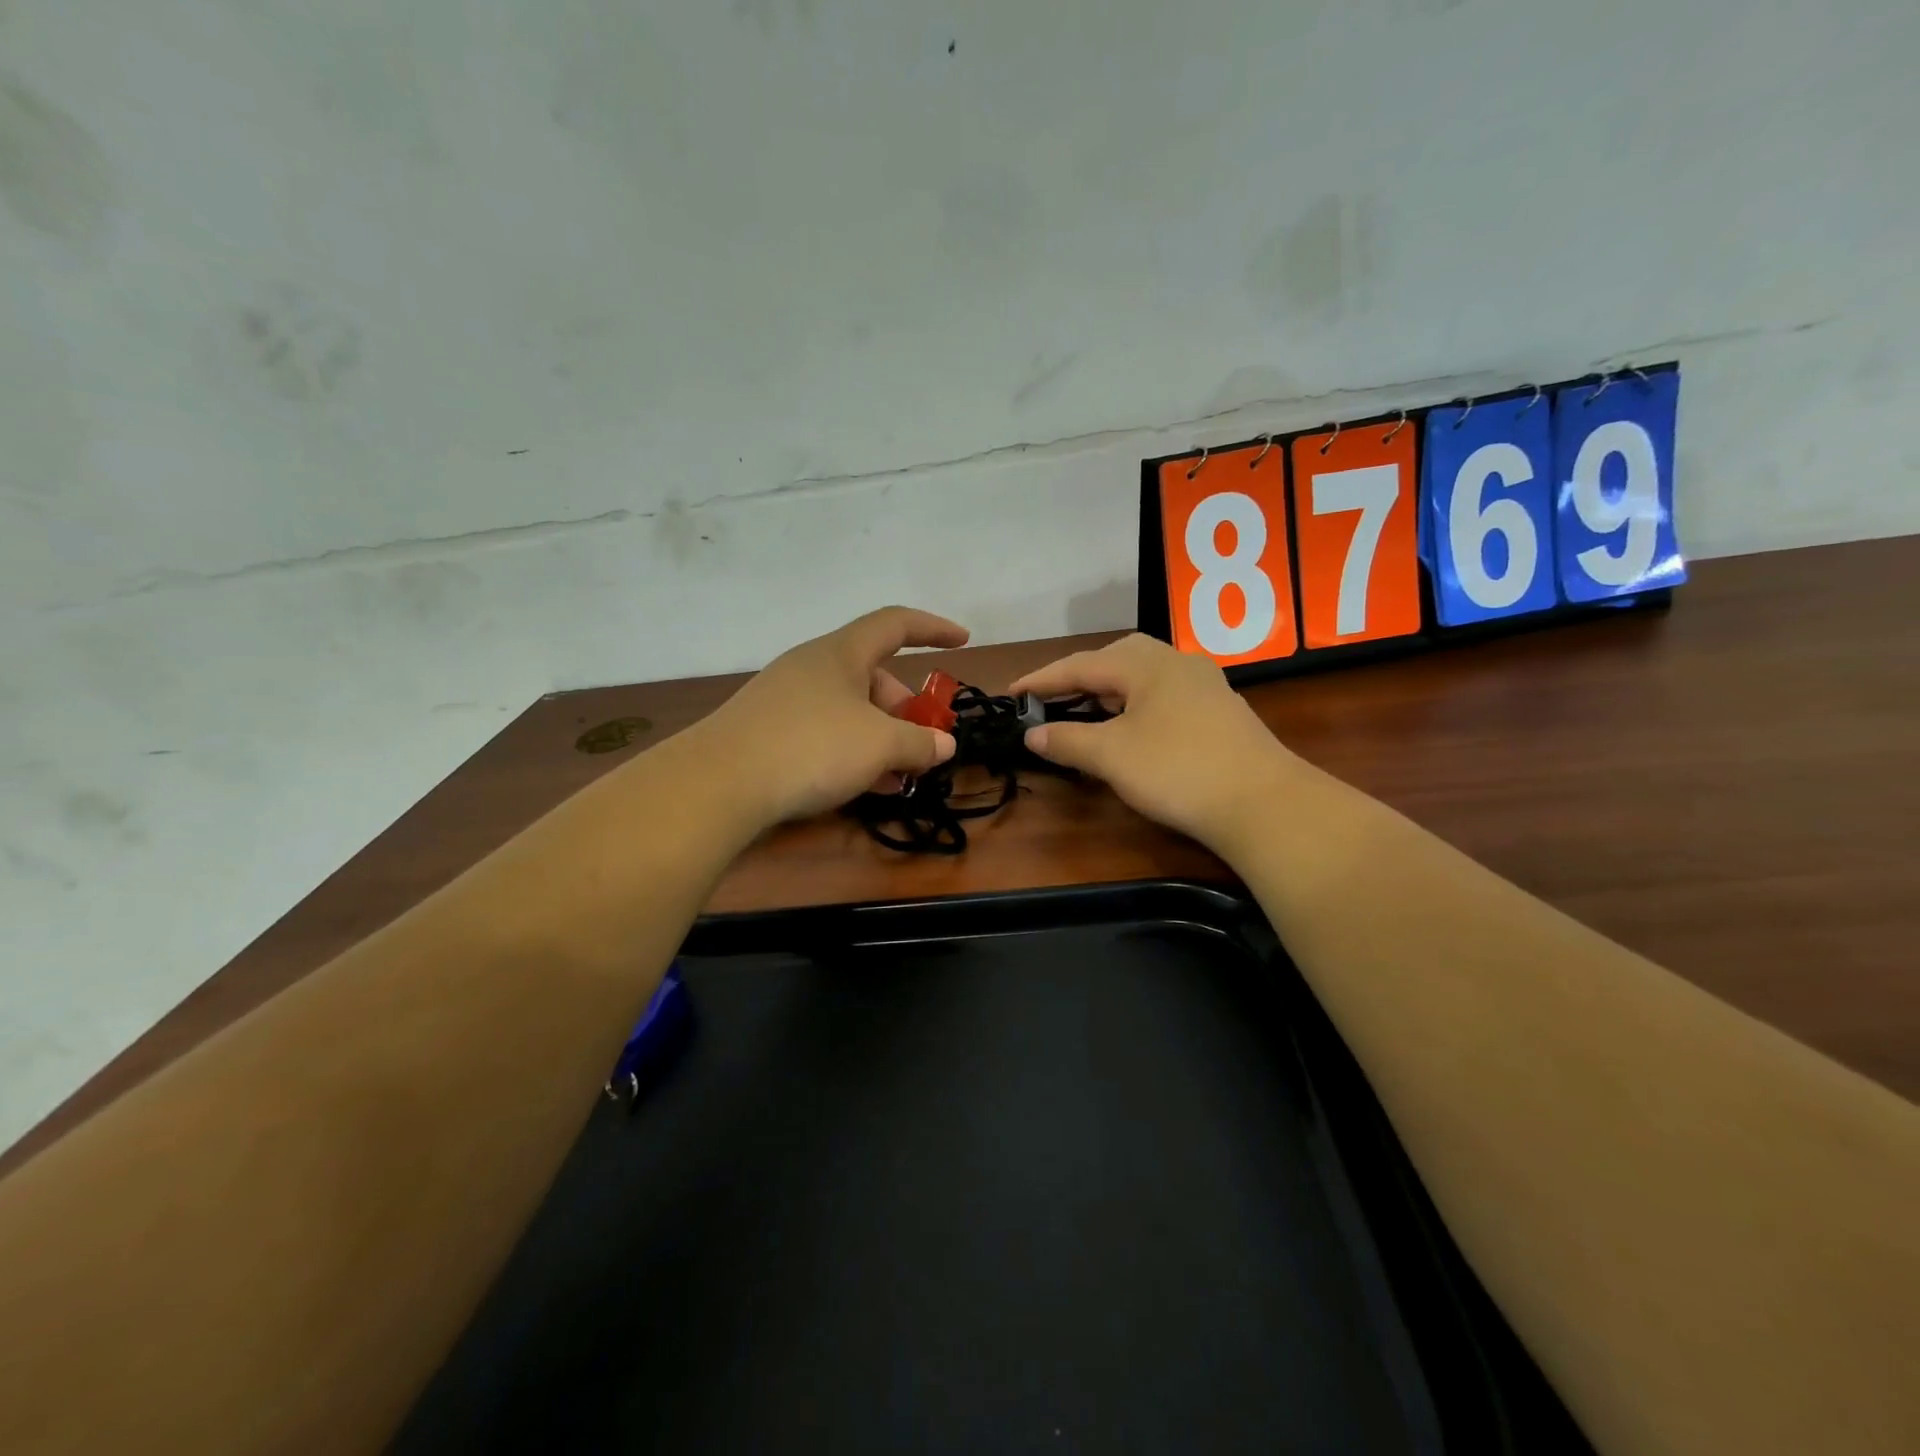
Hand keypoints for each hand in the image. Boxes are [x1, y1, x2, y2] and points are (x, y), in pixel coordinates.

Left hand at [697, 607, 969, 825]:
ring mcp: (786, 699)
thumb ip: (919, 742)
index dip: (933, 628)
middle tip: (923, 745)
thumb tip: (943, 745)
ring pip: (849, 709)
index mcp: (841, 653)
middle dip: (906, 709)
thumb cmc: (811, 747)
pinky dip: (852, 752)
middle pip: (873, 675)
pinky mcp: (768, 731)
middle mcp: (812, 667)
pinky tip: (863, 787)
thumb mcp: (879, 745)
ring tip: (898, 777)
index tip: (963, 641)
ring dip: (881, 738)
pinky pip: (824, 732)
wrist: (719, 783)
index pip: (895, 623)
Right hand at [1011, 634, 1301, 850]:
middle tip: (1052, 699)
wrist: (1264, 803)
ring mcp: (1204, 686)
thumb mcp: (1111, 756)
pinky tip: (1133, 729)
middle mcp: (1177, 663)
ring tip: (1086, 711)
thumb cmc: (1178, 770)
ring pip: (1143, 677)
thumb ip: (1067, 740)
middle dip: (1079, 677)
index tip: (1011, 692)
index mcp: (1146, 664)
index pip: (1080, 664)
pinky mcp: (1220, 712)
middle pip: (1116, 659)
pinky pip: (1163, 696)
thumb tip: (1032, 733)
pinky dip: (1135, 706)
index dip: (1042, 679)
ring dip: (1109, 691)